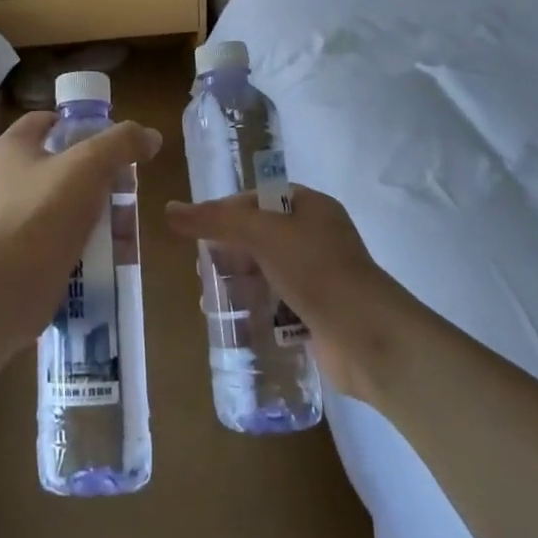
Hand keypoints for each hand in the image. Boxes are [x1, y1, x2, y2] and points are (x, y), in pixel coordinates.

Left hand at [0, 111, 161, 347]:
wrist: (8, 284)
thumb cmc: (45, 210)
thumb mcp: (91, 165)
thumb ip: (122, 143)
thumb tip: (150, 136)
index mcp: (11, 148)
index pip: (44, 121)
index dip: (77, 125)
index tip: (109, 140)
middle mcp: (1, 179)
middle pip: (57, 165)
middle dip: (95, 175)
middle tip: (125, 187)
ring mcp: (5, 219)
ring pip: (59, 204)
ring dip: (91, 212)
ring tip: (123, 225)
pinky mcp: (14, 254)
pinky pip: (53, 239)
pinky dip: (79, 242)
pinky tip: (107, 254)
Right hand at [164, 187, 399, 399]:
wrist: (368, 337)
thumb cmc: (317, 271)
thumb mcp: (262, 234)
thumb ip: (215, 221)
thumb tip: (168, 210)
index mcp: (311, 207)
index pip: (257, 199)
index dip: (226, 212)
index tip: (198, 232)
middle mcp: (317, 237)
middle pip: (259, 236)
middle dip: (228, 251)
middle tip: (201, 268)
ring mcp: (319, 277)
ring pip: (266, 272)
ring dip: (238, 282)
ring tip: (210, 297)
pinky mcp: (318, 313)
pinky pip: (278, 304)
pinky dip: (256, 309)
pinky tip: (234, 320)